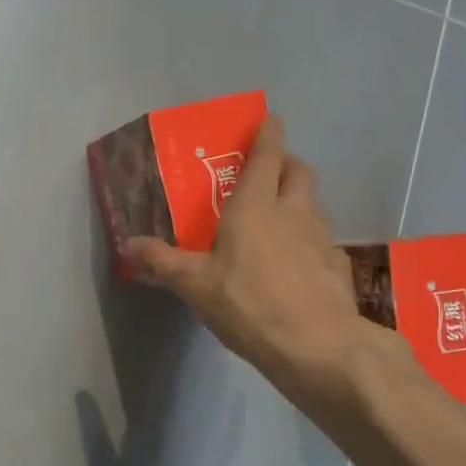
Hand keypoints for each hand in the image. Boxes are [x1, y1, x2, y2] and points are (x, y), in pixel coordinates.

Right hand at [123, 117, 408, 405]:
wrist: (318, 346)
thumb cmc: (249, 304)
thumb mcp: (195, 285)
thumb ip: (162, 262)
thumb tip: (127, 244)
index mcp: (256, 207)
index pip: (267, 156)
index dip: (269, 133)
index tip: (270, 119)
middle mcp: (293, 213)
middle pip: (300, 171)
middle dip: (287, 162)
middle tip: (270, 172)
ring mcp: (322, 238)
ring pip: (314, 204)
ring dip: (300, 200)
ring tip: (281, 220)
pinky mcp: (338, 267)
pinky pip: (324, 241)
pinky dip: (311, 241)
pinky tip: (299, 264)